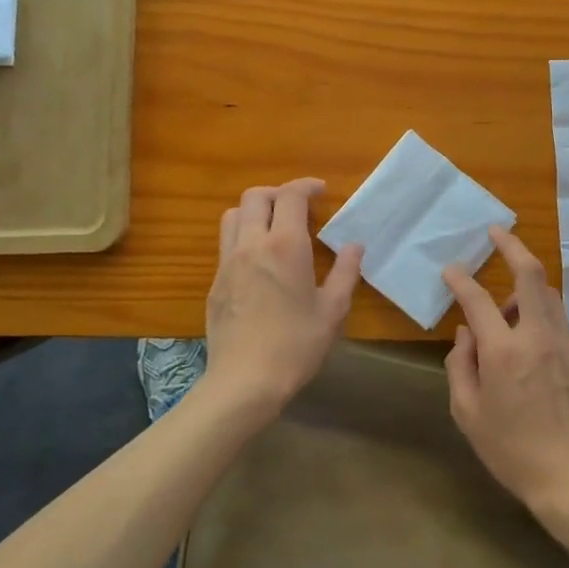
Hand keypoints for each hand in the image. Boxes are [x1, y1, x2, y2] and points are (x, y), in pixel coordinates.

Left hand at [203, 179, 361, 416]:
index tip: (321, 191)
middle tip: (298, 207)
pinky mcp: (214, 282)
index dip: (306, 186)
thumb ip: (345, 272)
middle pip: (255, 196)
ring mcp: (227, 262)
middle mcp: (251, 244)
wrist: (244, 381)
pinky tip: (259, 262)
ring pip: (232, 216)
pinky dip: (242, 237)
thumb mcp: (332, 310)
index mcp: (284, 245)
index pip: (290, 196)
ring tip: (274, 227)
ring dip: (254, 211)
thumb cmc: (296, 345)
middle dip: (278, 193)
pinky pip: (225, 244)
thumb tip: (355, 246)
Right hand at [441, 228, 568, 517]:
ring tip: (507, 311)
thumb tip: (466, 333)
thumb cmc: (511, 451)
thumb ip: (461, 365)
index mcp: (503, 352)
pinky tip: (532, 353)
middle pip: (530, 274)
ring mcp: (567, 346)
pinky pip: (560, 326)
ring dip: (525, 290)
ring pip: (549, 296)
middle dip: (512, 246)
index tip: (451, 269)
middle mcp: (538, 337)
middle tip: (497, 232)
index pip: (477, 299)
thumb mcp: (468, 413)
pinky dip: (541, 322)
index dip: (461, 279)